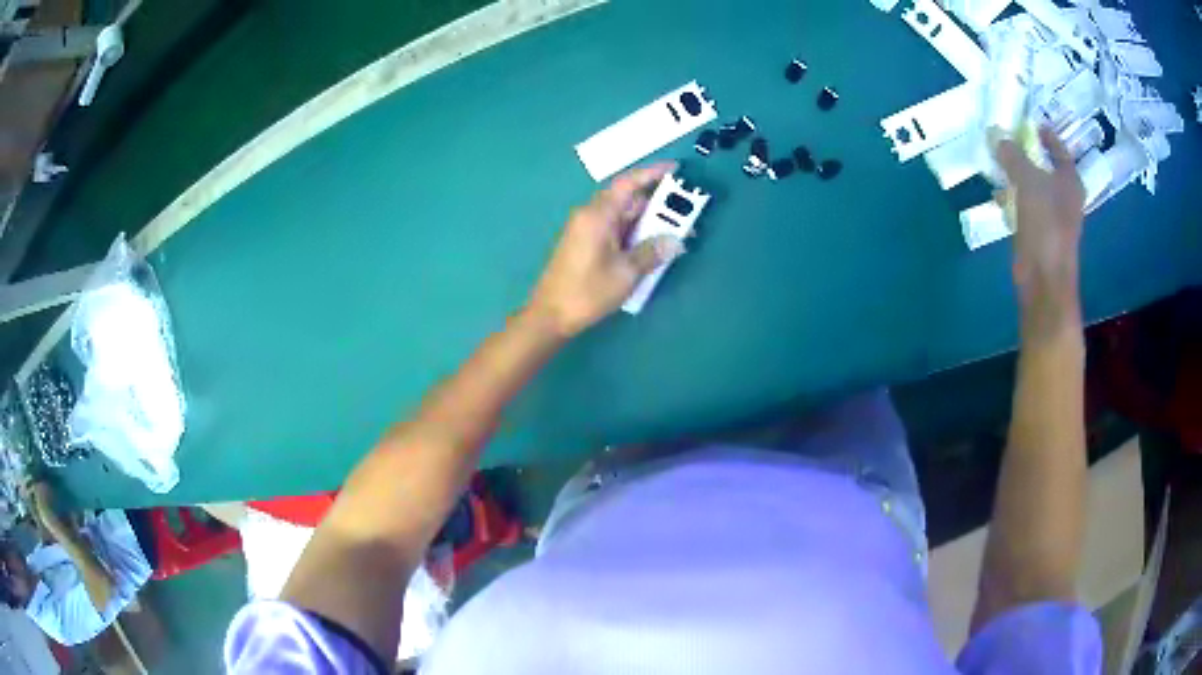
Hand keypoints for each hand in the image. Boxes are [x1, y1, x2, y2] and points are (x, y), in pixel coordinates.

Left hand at [528, 163, 685, 336]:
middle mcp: (590, 215)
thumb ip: (652, 252)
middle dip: (657, 202)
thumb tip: (675, 241)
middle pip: (627, 199)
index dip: (652, 173)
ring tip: (674, 230)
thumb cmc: (587, 292)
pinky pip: (614, 228)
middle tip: (685, 210)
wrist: (550, 316)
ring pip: (622, 215)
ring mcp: (586, 229)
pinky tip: (650, 245)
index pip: (628, 183)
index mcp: (598, 214)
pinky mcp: (584, 243)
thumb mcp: (626, 273)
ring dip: (646, 220)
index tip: (676, 169)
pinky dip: (633, 232)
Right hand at [994, 127, 1084, 296]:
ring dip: (1016, 176)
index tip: (1030, 123)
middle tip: (1007, 140)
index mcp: (1070, 181)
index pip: (1060, 149)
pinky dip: (1013, 198)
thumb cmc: (1045, 223)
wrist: (1044, 277)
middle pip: (1045, 167)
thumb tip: (997, 135)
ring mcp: (1053, 217)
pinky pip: (1025, 206)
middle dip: (1026, 154)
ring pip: (1033, 187)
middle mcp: (1065, 197)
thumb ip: (1013, 155)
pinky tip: (998, 196)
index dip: (1046, 135)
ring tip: (997, 164)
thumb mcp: (1027, 180)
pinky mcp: (1039, 233)